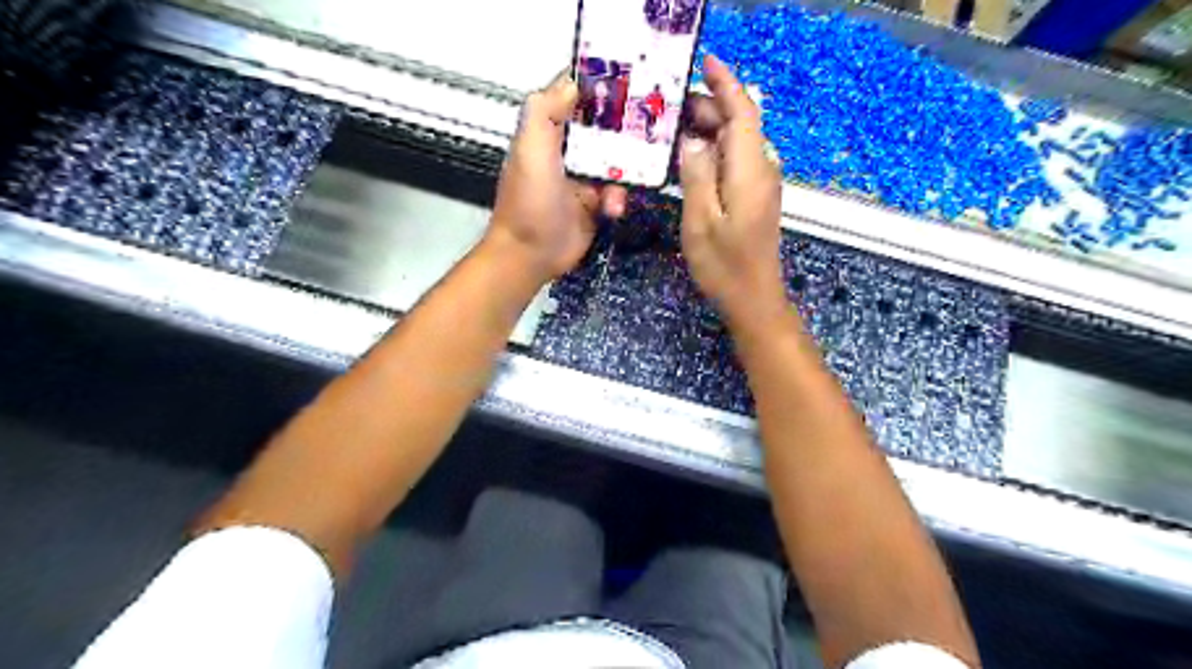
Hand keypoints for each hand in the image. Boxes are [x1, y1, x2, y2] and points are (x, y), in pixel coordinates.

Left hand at [488, 73, 627, 282]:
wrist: (532, 255)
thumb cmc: (529, 202)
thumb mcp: (531, 150)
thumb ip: (545, 113)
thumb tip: (573, 83)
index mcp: (547, 133)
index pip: (573, 98)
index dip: (597, 85)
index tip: (628, 77)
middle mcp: (566, 151)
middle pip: (601, 127)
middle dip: (623, 126)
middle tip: (651, 124)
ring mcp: (582, 179)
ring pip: (614, 160)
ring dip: (625, 168)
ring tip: (628, 176)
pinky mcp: (594, 204)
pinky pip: (616, 191)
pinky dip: (618, 198)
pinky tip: (613, 207)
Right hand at [680, 55, 783, 327]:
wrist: (753, 299)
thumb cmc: (724, 265)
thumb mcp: (700, 221)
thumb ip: (697, 175)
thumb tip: (693, 139)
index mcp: (750, 170)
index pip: (743, 111)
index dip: (726, 83)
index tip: (704, 62)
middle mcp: (762, 169)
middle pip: (741, 123)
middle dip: (710, 107)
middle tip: (670, 109)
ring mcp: (762, 184)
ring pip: (739, 141)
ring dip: (711, 129)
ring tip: (675, 129)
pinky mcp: (757, 197)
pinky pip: (738, 160)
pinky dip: (716, 150)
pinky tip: (693, 160)